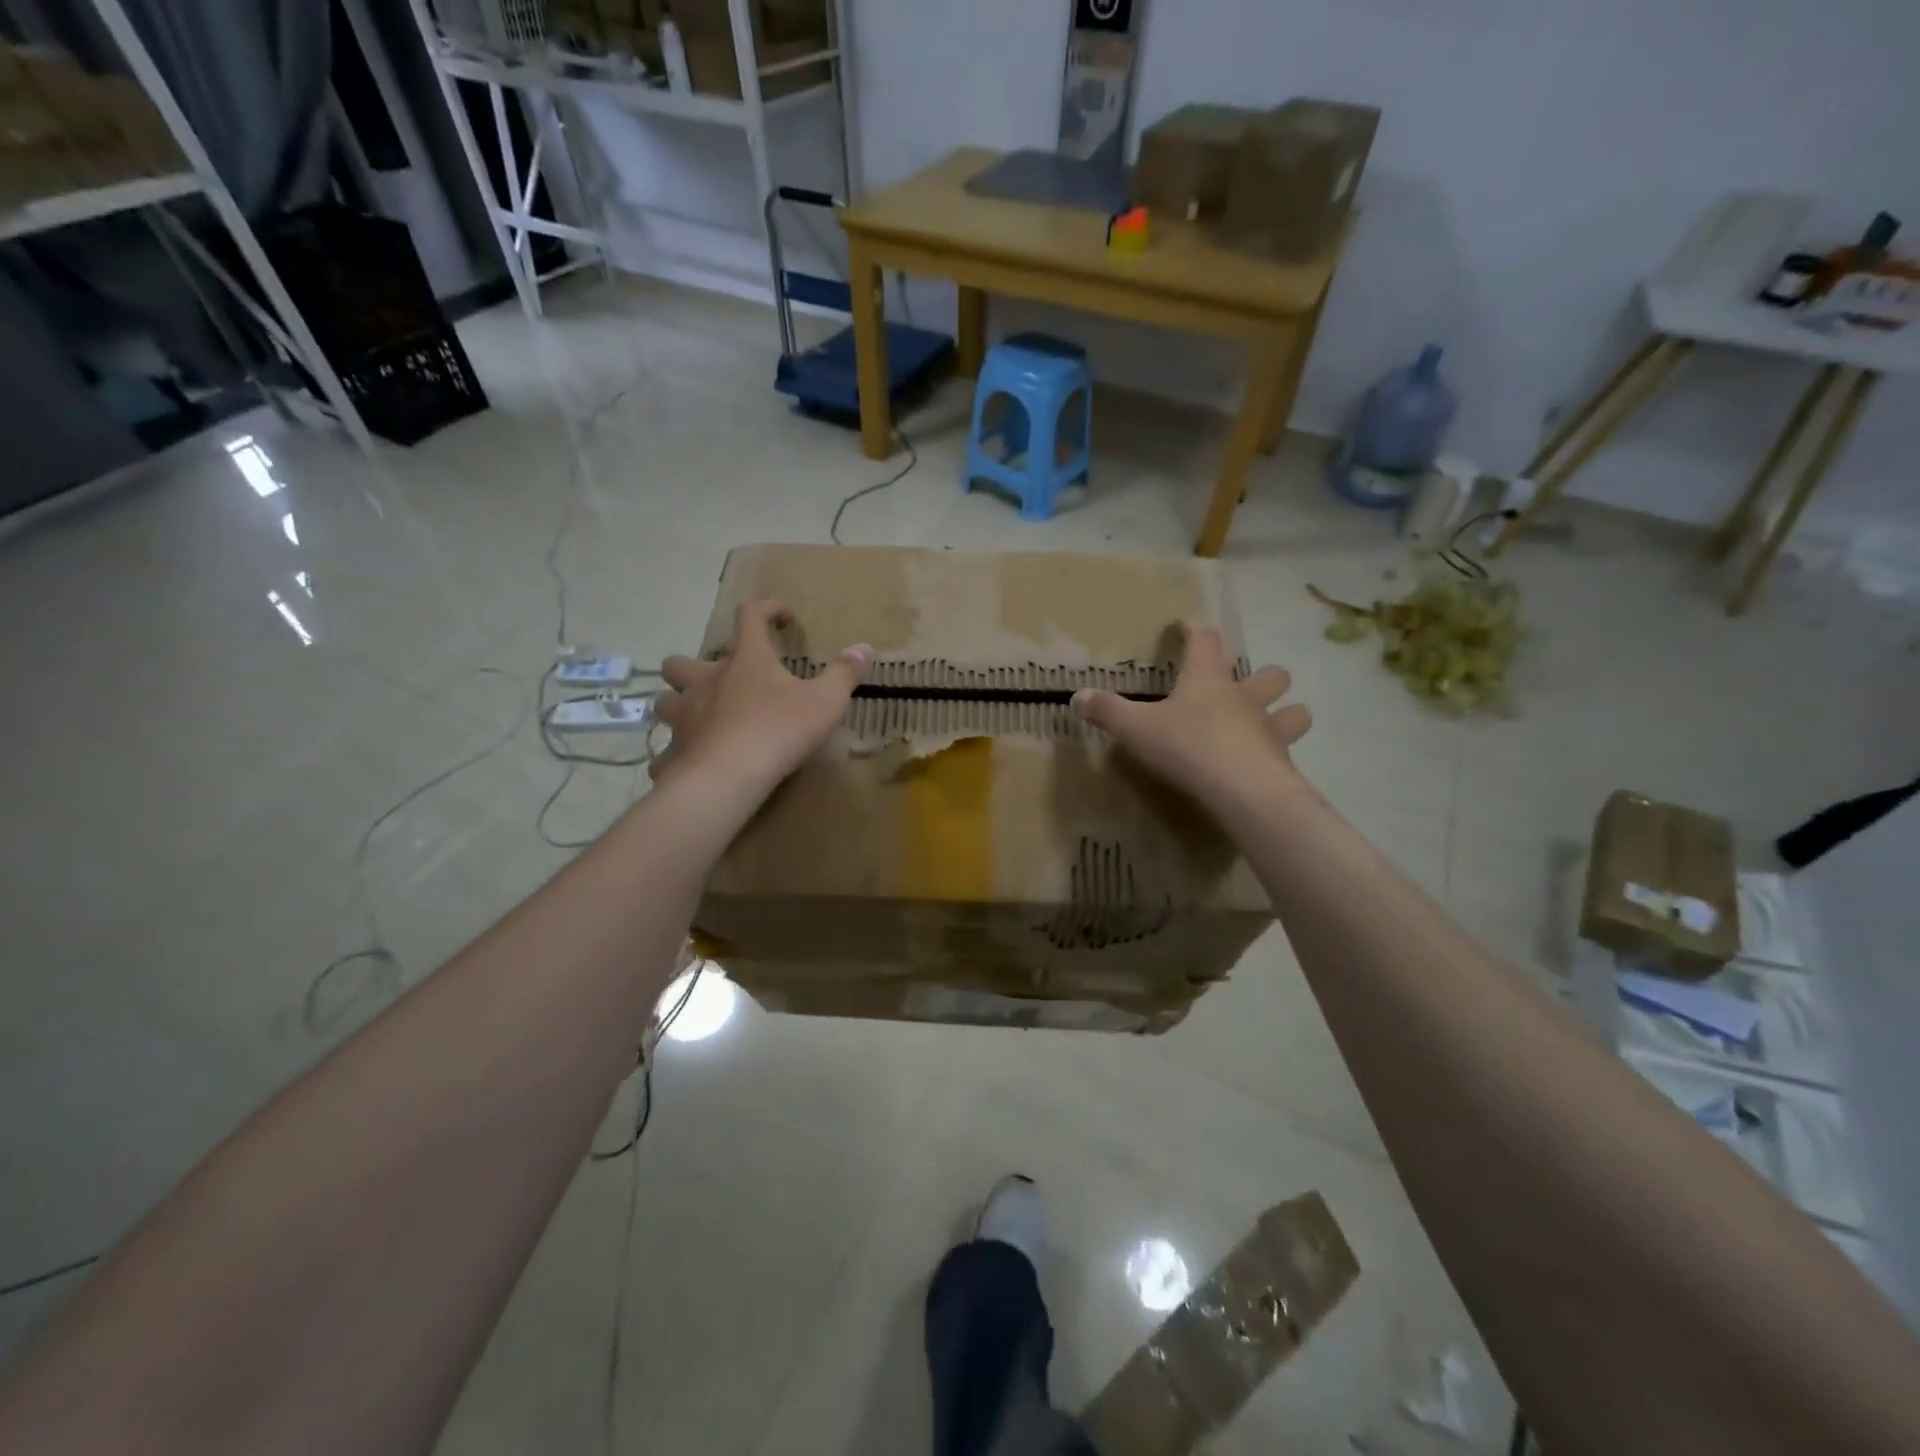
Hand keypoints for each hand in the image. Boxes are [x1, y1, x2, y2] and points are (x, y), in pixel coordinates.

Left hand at [651, 600, 870, 796]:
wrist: (729, 775)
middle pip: (681, 661)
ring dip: (678, 704)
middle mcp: (707, 680)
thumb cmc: (779, 730)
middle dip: (694, 666)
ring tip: (698, 718)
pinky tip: (692, 763)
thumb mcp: (825, 701)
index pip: (750, 617)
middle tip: (717, 681)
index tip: (783, 617)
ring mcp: (685, 715)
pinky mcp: (675, 750)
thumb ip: (845, 674)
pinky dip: (678, 752)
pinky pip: (668, 749)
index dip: (766, 609)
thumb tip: (864, 648)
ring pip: (666, 701)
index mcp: (746, 660)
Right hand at [1071, 619, 1311, 814]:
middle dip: (1263, 676)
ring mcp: (1269, 730)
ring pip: (1294, 713)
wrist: (1242, 790)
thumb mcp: (1136, 728)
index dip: (1195, 629)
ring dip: (1287, 714)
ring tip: (1273, 724)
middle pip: (1270, 675)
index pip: (1205, 640)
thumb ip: (1107, 711)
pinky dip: (1277, 756)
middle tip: (1247, 685)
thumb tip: (1077, 696)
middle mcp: (1244, 698)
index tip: (1187, 623)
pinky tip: (1262, 767)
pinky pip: (1285, 753)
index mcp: (1208, 679)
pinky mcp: (1281, 763)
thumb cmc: (1187, 746)